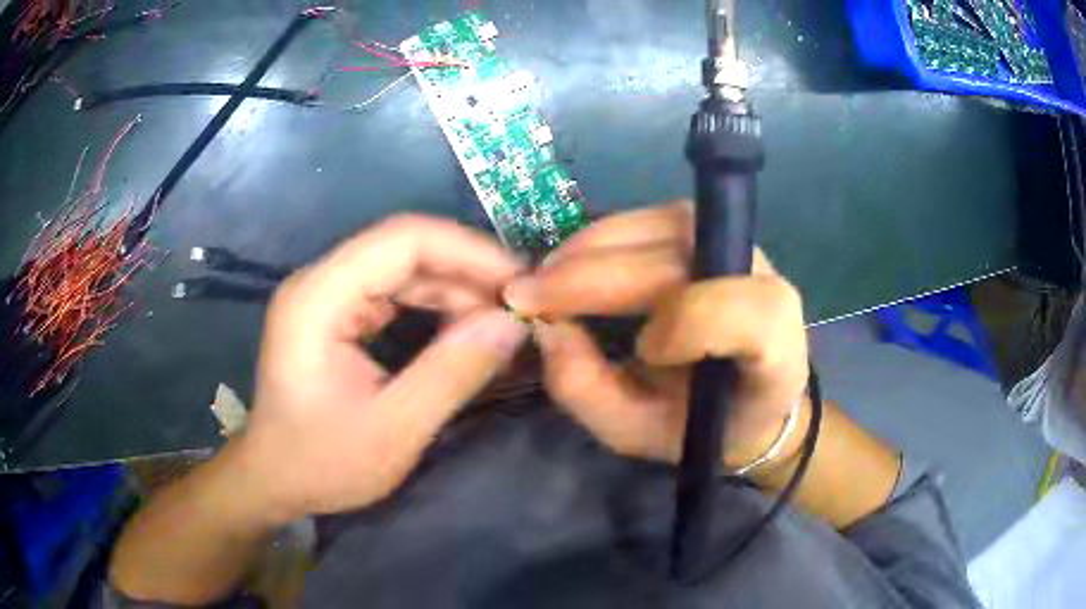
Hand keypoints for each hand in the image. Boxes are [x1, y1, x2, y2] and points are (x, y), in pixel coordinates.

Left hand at [236, 215, 527, 522]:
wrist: (273, 480)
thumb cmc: (320, 464)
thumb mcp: (394, 430)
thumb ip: (453, 373)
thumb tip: (512, 324)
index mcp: (318, 298)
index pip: (403, 239)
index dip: (468, 251)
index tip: (520, 283)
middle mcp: (319, 281)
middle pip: (404, 247)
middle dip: (467, 271)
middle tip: (519, 306)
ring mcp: (326, 294)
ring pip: (403, 266)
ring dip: (455, 288)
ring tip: (500, 320)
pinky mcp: (335, 313)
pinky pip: (394, 291)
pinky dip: (435, 305)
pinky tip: (464, 328)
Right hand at [503, 201, 808, 468]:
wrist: (747, 399)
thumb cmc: (701, 426)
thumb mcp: (639, 433)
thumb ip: (589, 392)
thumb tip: (545, 327)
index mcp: (774, 348)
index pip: (745, 313)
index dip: (688, 323)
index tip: (641, 352)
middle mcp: (763, 281)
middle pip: (677, 258)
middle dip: (591, 274)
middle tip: (524, 296)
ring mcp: (736, 247)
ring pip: (655, 227)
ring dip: (588, 249)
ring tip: (545, 280)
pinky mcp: (708, 232)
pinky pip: (648, 221)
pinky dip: (601, 240)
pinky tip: (571, 264)